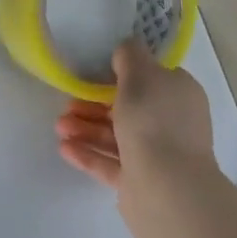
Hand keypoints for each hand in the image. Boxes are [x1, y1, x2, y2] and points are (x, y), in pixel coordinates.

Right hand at [55, 39, 213, 190]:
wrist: (166, 187)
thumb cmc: (154, 121)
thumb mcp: (141, 74)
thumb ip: (129, 56)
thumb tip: (125, 50)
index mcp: (178, 94)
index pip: (151, 78)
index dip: (122, 74)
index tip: (94, 72)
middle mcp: (171, 123)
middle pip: (128, 108)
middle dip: (94, 104)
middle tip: (67, 103)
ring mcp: (157, 155)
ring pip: (116, 136)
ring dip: (86, 128)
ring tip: (59, 127)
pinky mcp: (139, 182)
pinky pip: (109, 163)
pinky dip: (87, 153)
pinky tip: (63, 148)